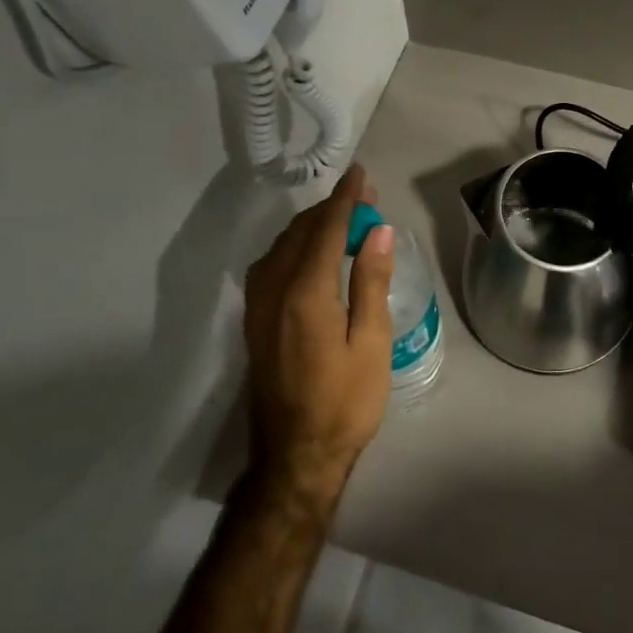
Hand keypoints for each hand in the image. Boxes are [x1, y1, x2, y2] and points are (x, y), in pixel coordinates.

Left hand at [243, 165, 393, 518]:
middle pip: (300, 233)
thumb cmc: (344, 402)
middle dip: (330, 209)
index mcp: (305, 294)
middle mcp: (274, 291)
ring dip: (311, 226)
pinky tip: (311, 254)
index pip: (326, 230)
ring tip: (343, 220)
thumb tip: (377, 230)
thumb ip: (371, 281)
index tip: (360, 173)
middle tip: (363, 197)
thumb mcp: (371, 342)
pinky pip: (272, 266)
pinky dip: (294, 246)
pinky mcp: (254, 323)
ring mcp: (259, 308)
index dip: (345, 198)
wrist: (295, 458)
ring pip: (281, 247)